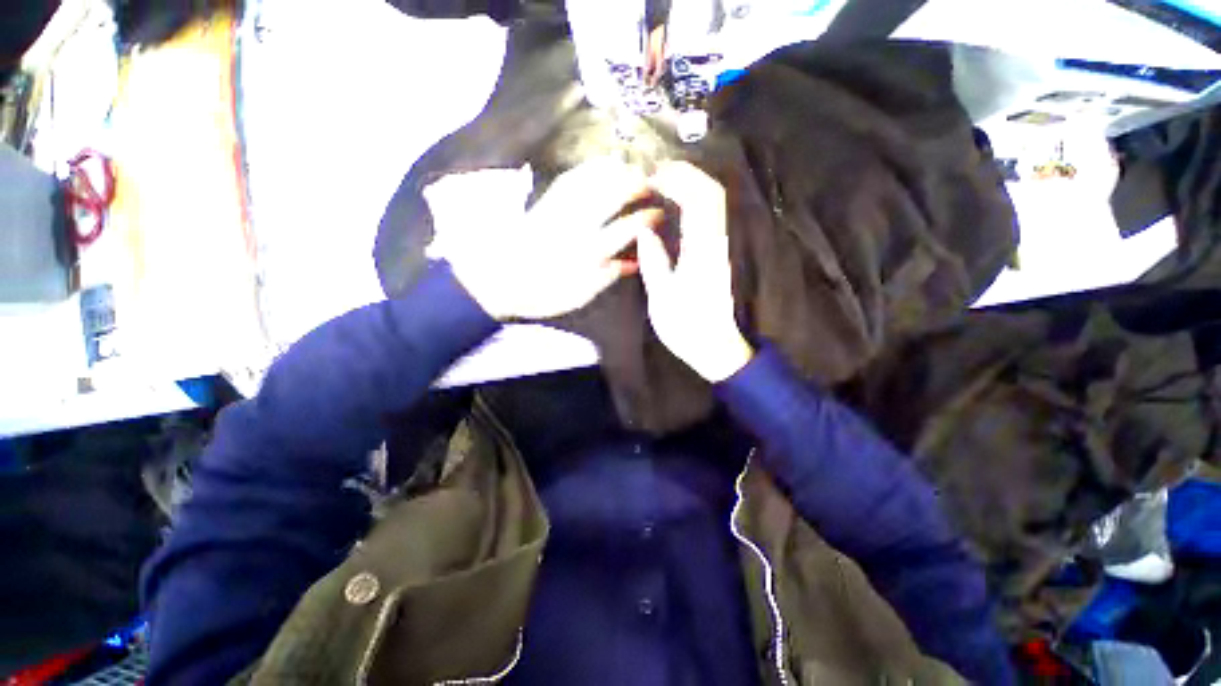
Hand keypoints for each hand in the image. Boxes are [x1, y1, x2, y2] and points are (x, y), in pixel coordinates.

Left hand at [440, 158, 659, 320]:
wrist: (499, 282)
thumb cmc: (543, 294)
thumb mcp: (579, 296)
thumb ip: (606, 277)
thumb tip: (632, 262)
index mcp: (588, 253)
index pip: (625, 228)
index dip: (646, 218)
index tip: (658, 214)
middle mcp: (576, 226)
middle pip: (611, 196)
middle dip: (635, 185)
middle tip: (649, 184)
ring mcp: (559, 210)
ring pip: (592, 182)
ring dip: (614, 171)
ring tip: (630, 167)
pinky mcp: (543, 202)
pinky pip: (569, 179)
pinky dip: (588, 169)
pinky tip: (599, 165)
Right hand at [636, 162, 753, 381]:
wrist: (715, 347)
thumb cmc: (687, 327)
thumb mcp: (662, 297)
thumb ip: (653, 260)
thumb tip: (645, 230)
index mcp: (702, 252)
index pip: (699, 200)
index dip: (677, 179)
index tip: (650, 176)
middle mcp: (716, 243)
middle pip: (711, 193)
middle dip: (685, 175)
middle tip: (653, 174)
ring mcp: (719, 247)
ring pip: (713, 203)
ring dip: (689, 186)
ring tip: (660, 185)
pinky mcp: (717, 253)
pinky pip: (709, 217)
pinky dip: (692, 203)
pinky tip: (672, 207)